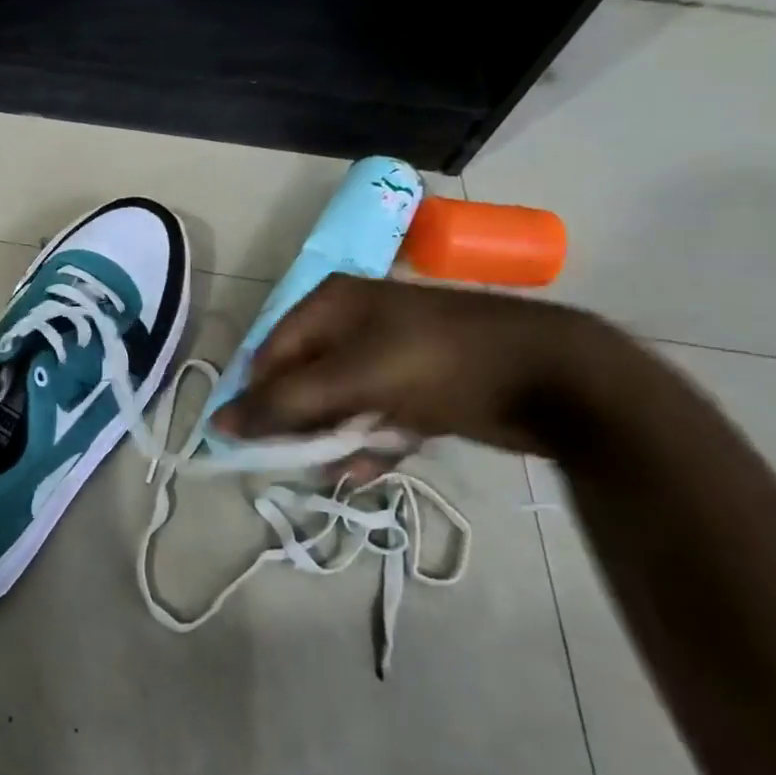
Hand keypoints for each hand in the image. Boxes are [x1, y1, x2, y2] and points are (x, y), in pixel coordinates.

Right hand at [212, 274, 626, 457]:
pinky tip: (366, 470)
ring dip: (333, 439)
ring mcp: (387, 354)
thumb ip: (285, 404)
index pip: (269, 355)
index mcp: (329, 304)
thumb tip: (218, 424)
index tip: (259, 444)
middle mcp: (351, 324)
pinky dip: (369, 443)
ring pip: (338, 403)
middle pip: (302, 379)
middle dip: (299, 423)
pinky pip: (375, 416)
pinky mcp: (418, 386)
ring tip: (338, 470)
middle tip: (299, 459)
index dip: (259, 399)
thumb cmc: (440, 363)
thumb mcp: (354, 380)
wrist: (557, 376)